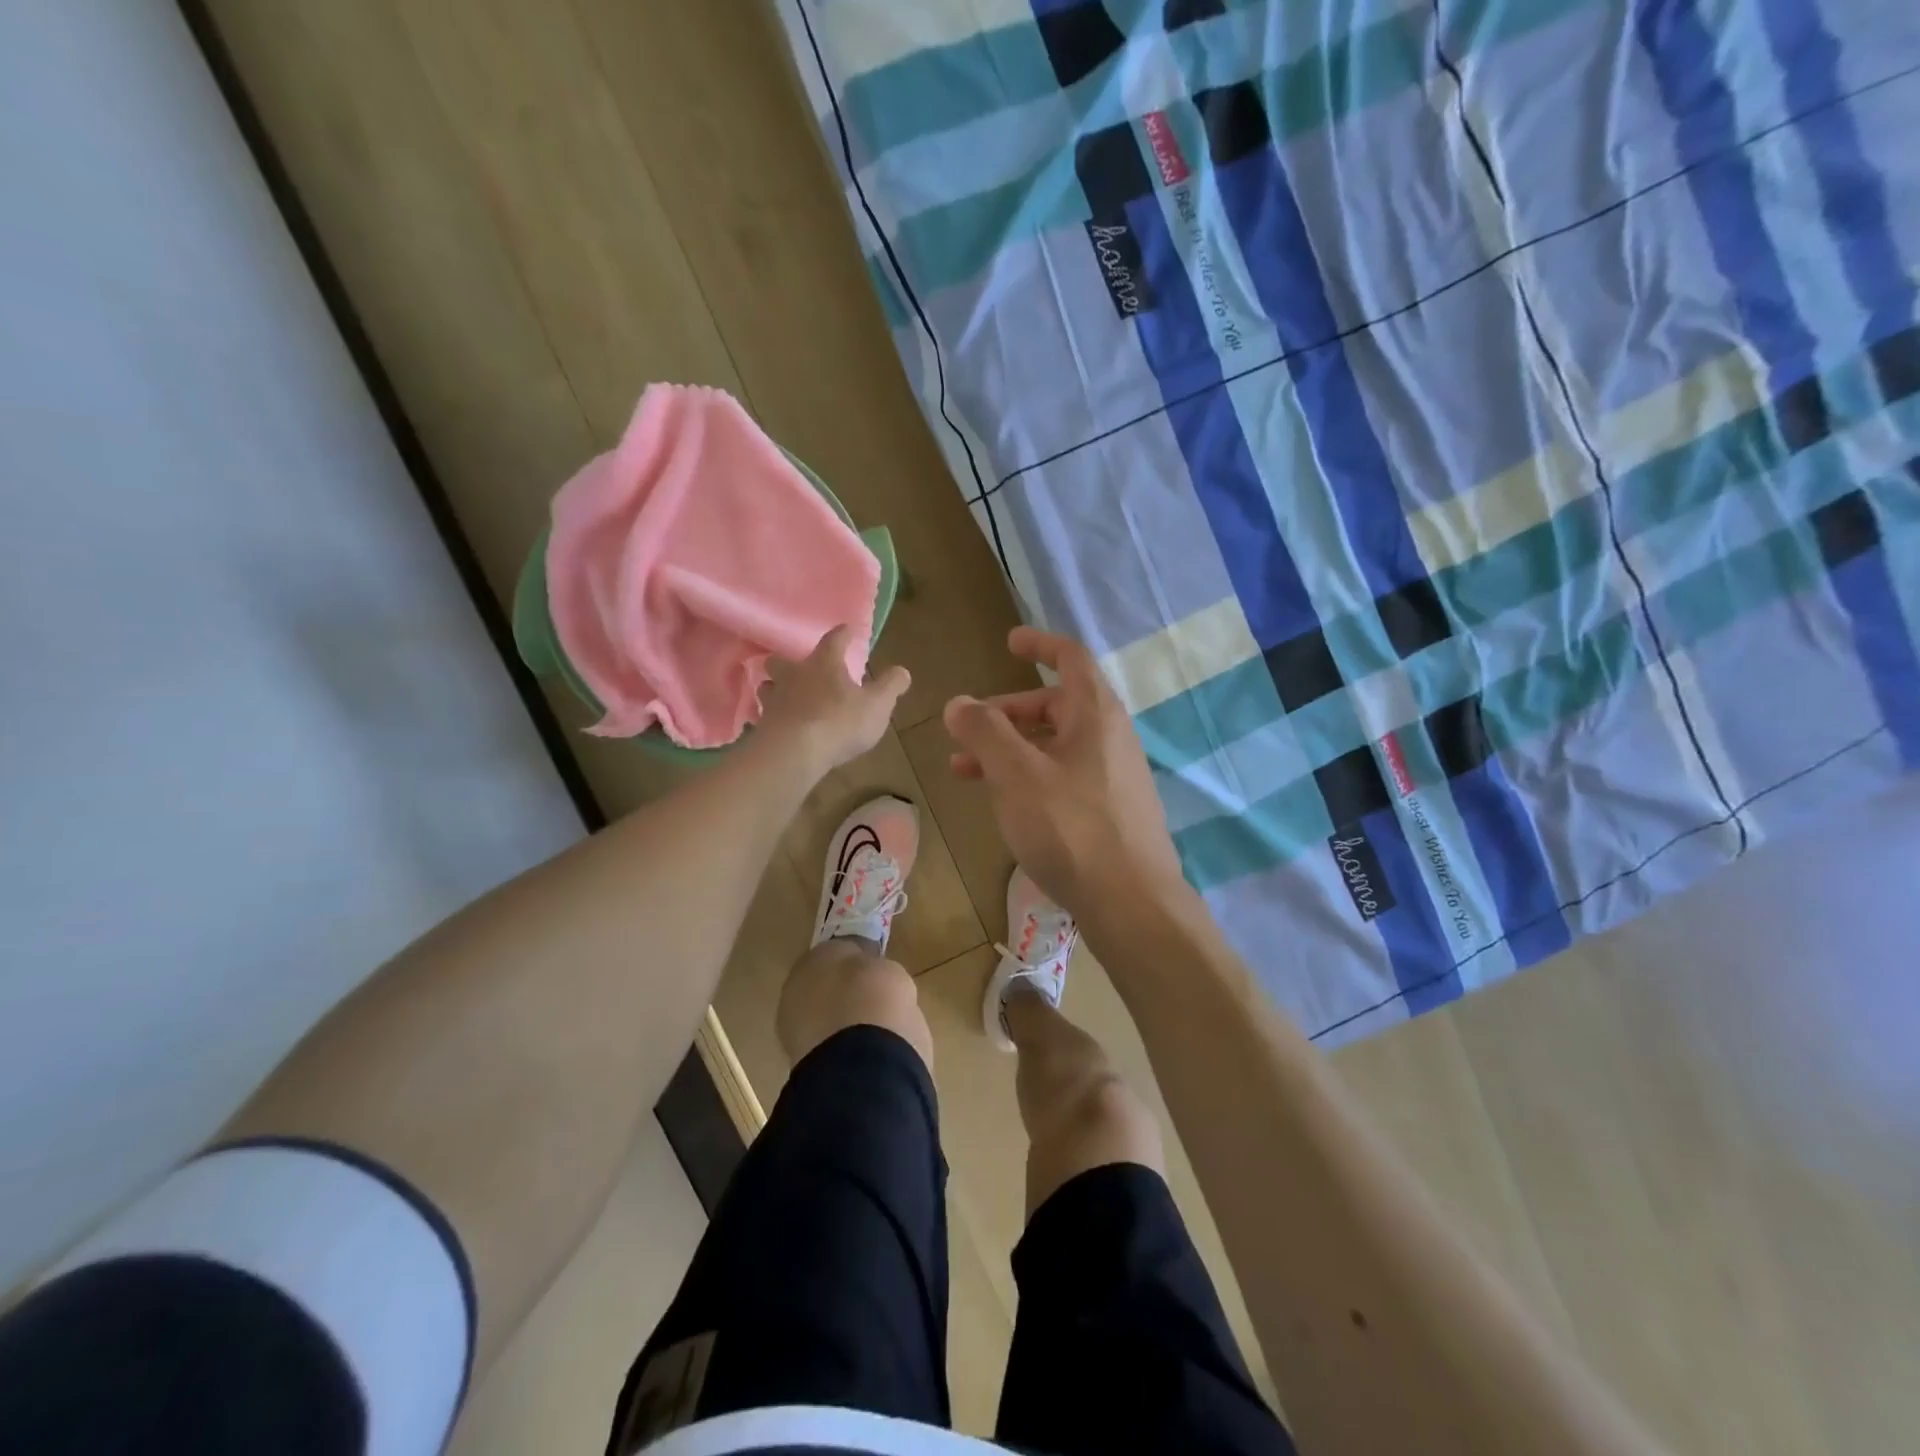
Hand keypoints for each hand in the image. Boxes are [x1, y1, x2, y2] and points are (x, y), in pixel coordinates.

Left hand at [758, 626, 909, 774]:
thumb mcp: (877, 705)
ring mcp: (774, 699)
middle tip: (800, 668)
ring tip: (785, 696)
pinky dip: (770, 717)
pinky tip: (776, 724)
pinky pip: (763, 715)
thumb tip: (902, 671)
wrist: (795, 752)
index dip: (843, 634)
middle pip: (784, 660)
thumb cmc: (841, 722)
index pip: (834, 640)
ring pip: (768, 686)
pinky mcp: (762, 725)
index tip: (848, 629)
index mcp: (824, 664)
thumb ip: (890, 686)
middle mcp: (794, 675)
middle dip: (791, 662)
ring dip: (776, 688)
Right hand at [944, 626, 1185, 920]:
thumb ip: (985, 732)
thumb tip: (958, 703)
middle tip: (965, 730)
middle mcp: (1109, 737)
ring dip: (1009, 750)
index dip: (1039, 644)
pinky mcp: (1110, 809)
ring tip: (964, 771)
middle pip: (1054, 706)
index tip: (1008, 642)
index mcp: (1095, 714)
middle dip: (1005, 713)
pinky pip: (1063, 776)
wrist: (1131, 902)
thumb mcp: (1016, 774)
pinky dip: (1029, 776)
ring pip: (1053, 746)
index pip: (1070, 659)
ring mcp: (1113, 775)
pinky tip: (1003, 803)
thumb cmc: (1071, 827)